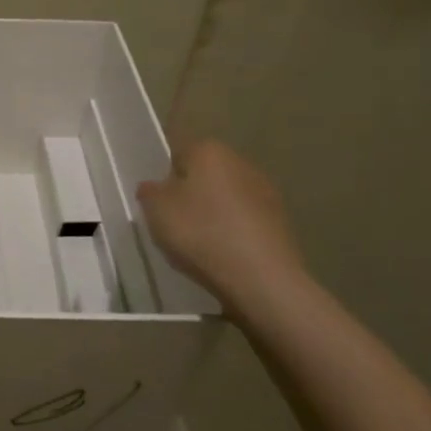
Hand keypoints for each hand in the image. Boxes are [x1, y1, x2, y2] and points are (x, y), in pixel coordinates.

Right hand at [137, 140, 303, 317]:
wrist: (262, 279)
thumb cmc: (201, 233)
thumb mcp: (155, 210)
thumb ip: (149, 191)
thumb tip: (155, 187)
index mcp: (209, 150)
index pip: (178, 153)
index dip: (164, 178)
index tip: (159, 204)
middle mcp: (241, 163)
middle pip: (204, 175)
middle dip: (190, 194)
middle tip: (174, 223)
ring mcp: (266, 193)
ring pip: (226, 199)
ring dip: (213, 214)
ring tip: (199, 245)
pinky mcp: (281, 223)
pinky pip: (244, 222)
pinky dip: (233, 233)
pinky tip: (224, 256)